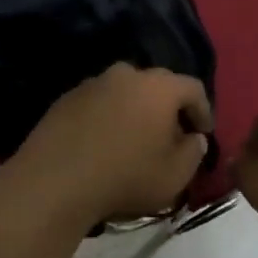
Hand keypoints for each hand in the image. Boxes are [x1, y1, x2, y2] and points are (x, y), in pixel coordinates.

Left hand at [7, 63, 211, 225]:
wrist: (54, 182)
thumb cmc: (125, 177)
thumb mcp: (175, 175)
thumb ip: (194, 152)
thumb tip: (194, 138)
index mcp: (159, 87)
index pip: (193, 88)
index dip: (203, 111)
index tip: (203, 133)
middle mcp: (126, 74)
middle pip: (157, 85)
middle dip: (168, 108)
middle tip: (171, 136)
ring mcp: (92, 83)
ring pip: (125, 92)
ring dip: (135, 110)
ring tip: (135, 139)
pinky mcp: (66, 98)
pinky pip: (98, 103)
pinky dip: (108, 117)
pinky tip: (103, 143)